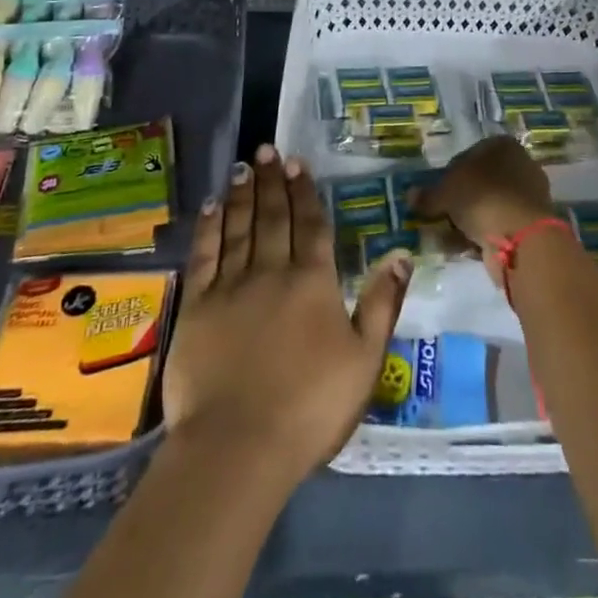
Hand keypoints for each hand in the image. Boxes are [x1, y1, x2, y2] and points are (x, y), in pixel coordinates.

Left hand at [161, 144, 409, 485]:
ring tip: (244, 166)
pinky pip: (204, 255)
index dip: (305, 192)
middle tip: (267, 149)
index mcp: (313, 282)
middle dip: (272, 181)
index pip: (311, 225)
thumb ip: (382, 303)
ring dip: (243, 194)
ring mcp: (231, 286)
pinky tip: (213, 206)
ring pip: (239, 227)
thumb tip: (400, 253)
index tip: (298, 163)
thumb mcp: (365, 361)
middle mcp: (272, 271)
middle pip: (273, 217)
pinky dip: (209, 227)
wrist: (237, 447)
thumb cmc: (310, 408)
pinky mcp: (198, 305)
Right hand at [414, 136, 556, 284]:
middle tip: (439, 216)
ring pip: (488, 206)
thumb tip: (410, 196)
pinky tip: (463, 248)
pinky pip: (498, 226)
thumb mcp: (446, 192)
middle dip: (459, 200)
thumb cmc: (482, 197)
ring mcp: (527, 196)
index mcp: (502, 145)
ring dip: (468, 220)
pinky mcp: (530, 225)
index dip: (448, 174)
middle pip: (480, 182)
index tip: (436, 194)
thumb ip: (428, 195)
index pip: (469, 155)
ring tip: (446, 236)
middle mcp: (519, 165)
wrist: (521, 237)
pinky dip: (481, 235)